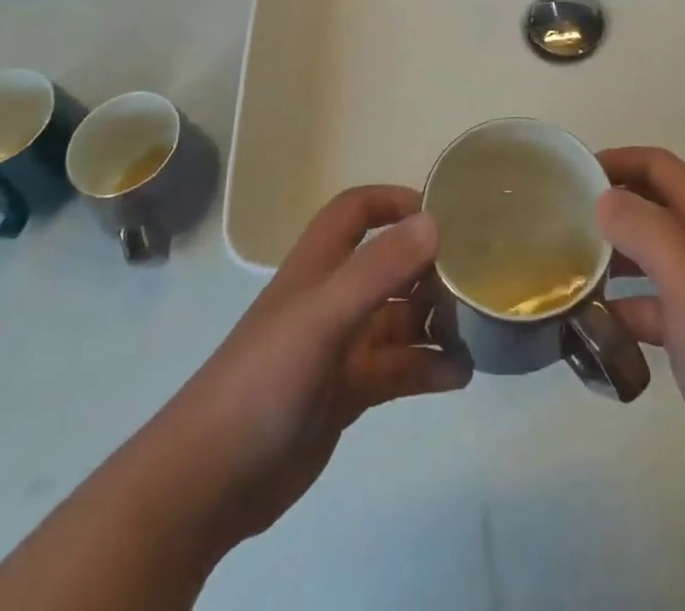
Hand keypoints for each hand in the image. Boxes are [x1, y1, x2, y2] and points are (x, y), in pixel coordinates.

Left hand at [156, 186, 470, 558]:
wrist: (208, 483)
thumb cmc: (265, 380)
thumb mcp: (324, 317)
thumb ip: (379, 269)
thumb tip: (436, 222)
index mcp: (320, 266)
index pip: (357, 210)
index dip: (394, 201)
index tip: (442, 214)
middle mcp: (332, 298)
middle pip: (389, 265)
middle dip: (430, 267)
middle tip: (477, 279)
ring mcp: (340, 346)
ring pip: (399, 320)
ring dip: (436, 321)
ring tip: (477, 330)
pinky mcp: (347, 392)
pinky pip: (398, 368)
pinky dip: (429, 367)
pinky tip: (461, 375)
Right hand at [597, 147, 684, 492]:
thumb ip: (646, 230)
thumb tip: (602, 200)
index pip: (658, 165)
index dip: (618, 160)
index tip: (574, 176)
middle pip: (649, 204)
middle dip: (608, 204)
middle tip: (562, 220)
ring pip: (645, 253)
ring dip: (609, 253)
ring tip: (566, 267)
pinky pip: (646, 303)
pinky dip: (618, 305)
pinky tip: (589, 322)